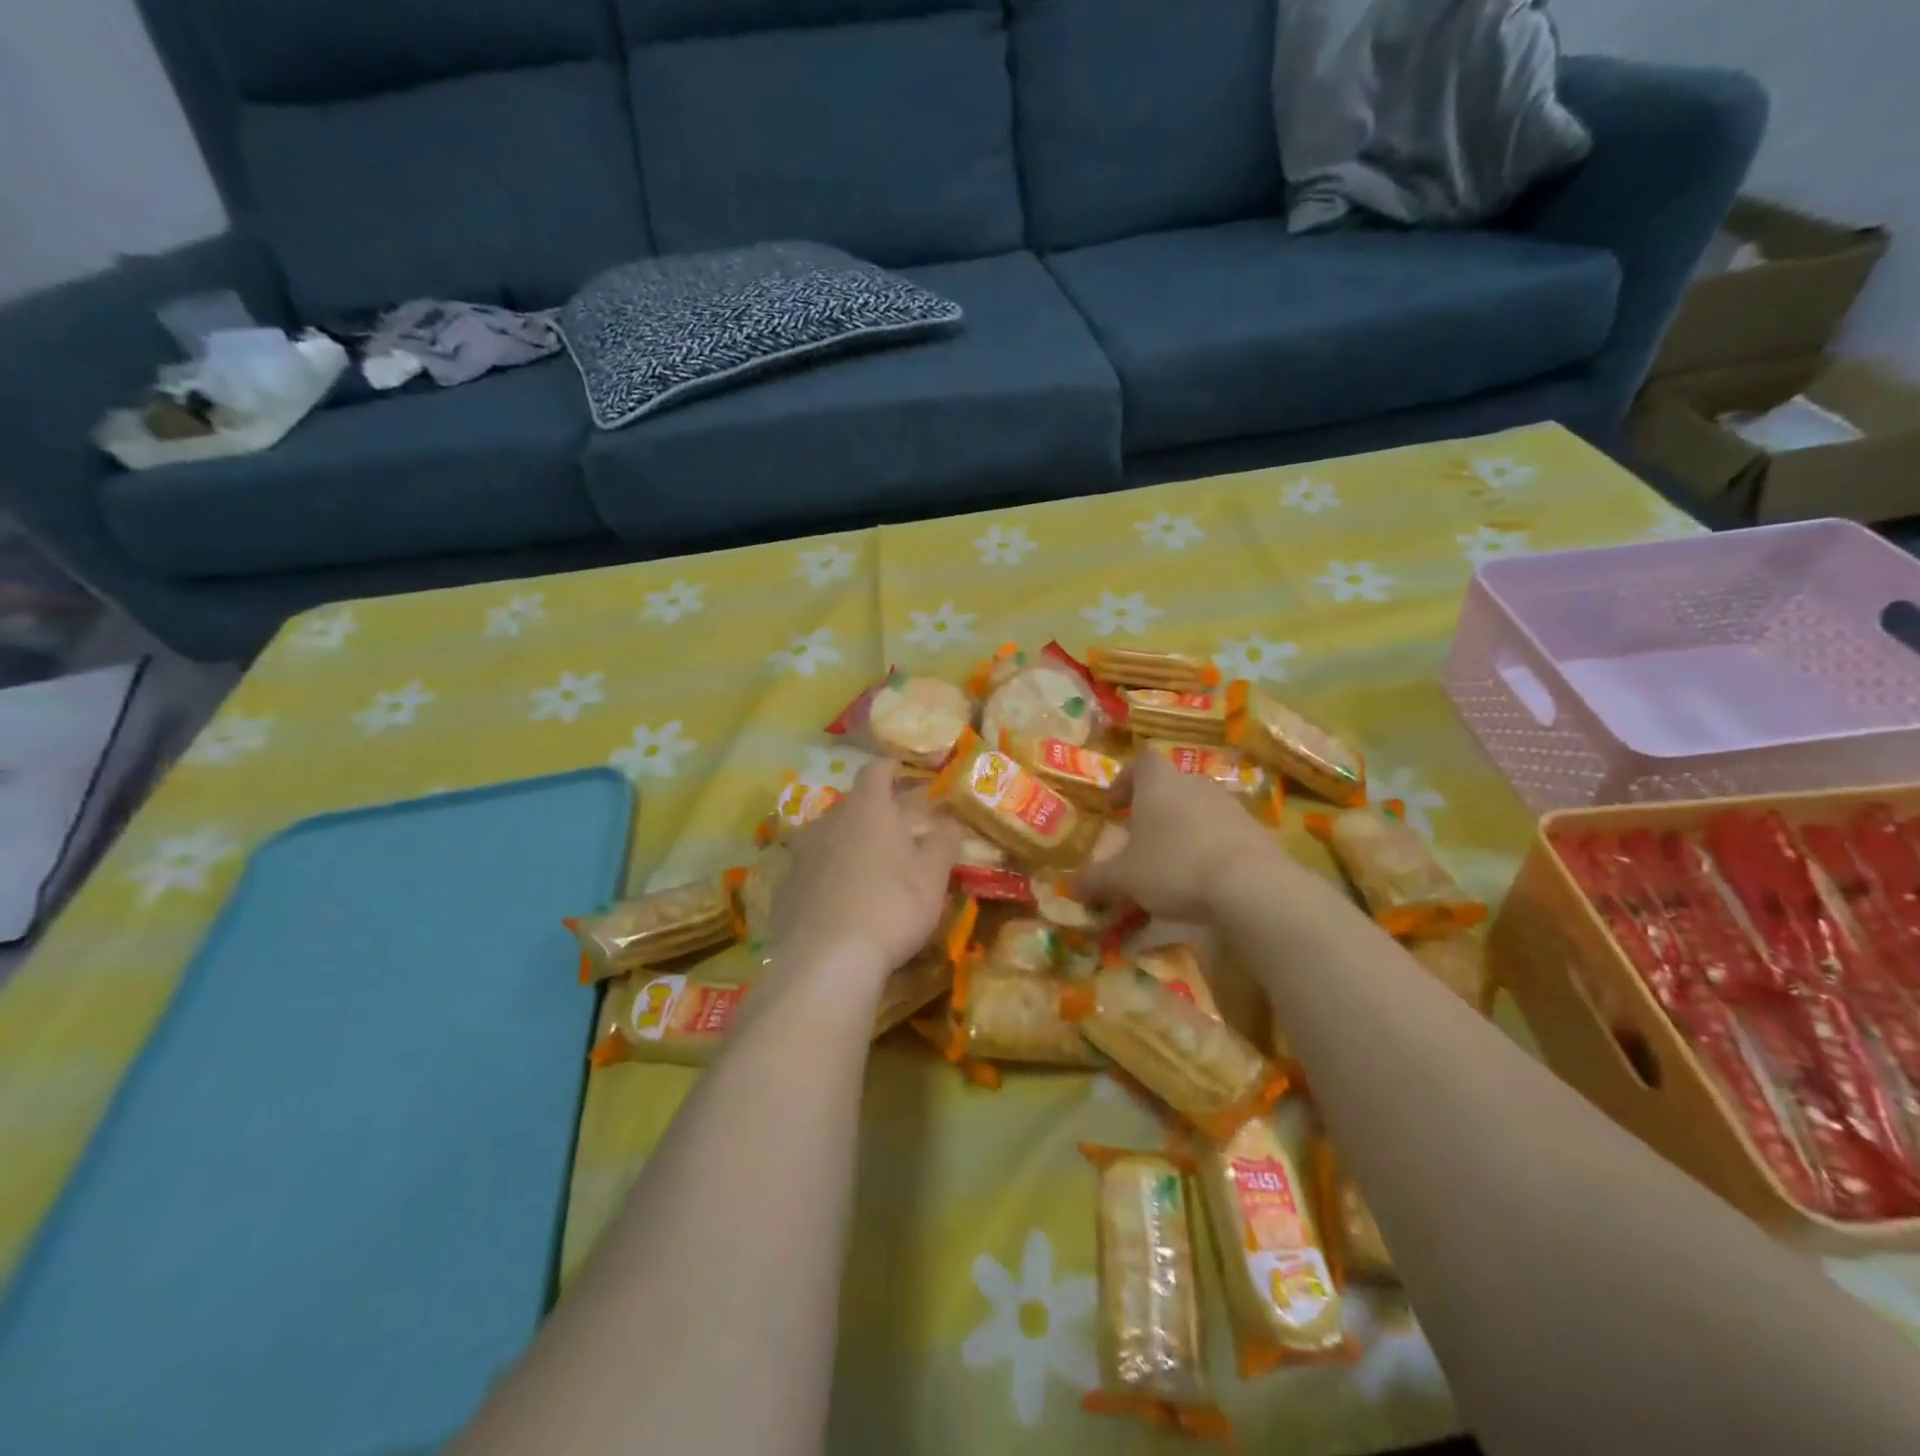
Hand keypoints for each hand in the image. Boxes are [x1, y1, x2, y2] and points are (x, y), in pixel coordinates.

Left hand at [769, 760, 961, 984]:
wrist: (826, 961)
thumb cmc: (891, 907)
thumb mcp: (932, 877)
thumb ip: (942, 844)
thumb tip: (950, 825)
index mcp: (867, 809)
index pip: (875, 771)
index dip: (889, 768)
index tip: (900, 769)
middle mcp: (828, 822)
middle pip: (852, 805)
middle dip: (872, 812)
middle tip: (894, 829)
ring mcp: (801, 855)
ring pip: (828, 837)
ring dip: (847, 844)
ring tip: (867, 866)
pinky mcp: (784, 889)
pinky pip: (811, 871)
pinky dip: (827, 876)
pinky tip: (839, 902)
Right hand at [1080, 751, 1304, 921]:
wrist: (1251, 885)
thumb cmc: (1174, 866)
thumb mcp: (1123, 878)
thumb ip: (1096, 879)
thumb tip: (1072, 886)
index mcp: (1159, 783)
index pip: (1141, 762)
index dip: (1125, 780)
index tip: (1114, 807)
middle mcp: (1194, 784)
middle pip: (1170, 787)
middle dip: (1152, 811)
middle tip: (1139, 840)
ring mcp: (1230, 806)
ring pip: (1198, 810)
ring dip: (1182, 831)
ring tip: (1171, 865)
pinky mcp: (1256, 831)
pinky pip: (1223, 834)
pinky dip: (1209, 850)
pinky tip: (1203, 881)